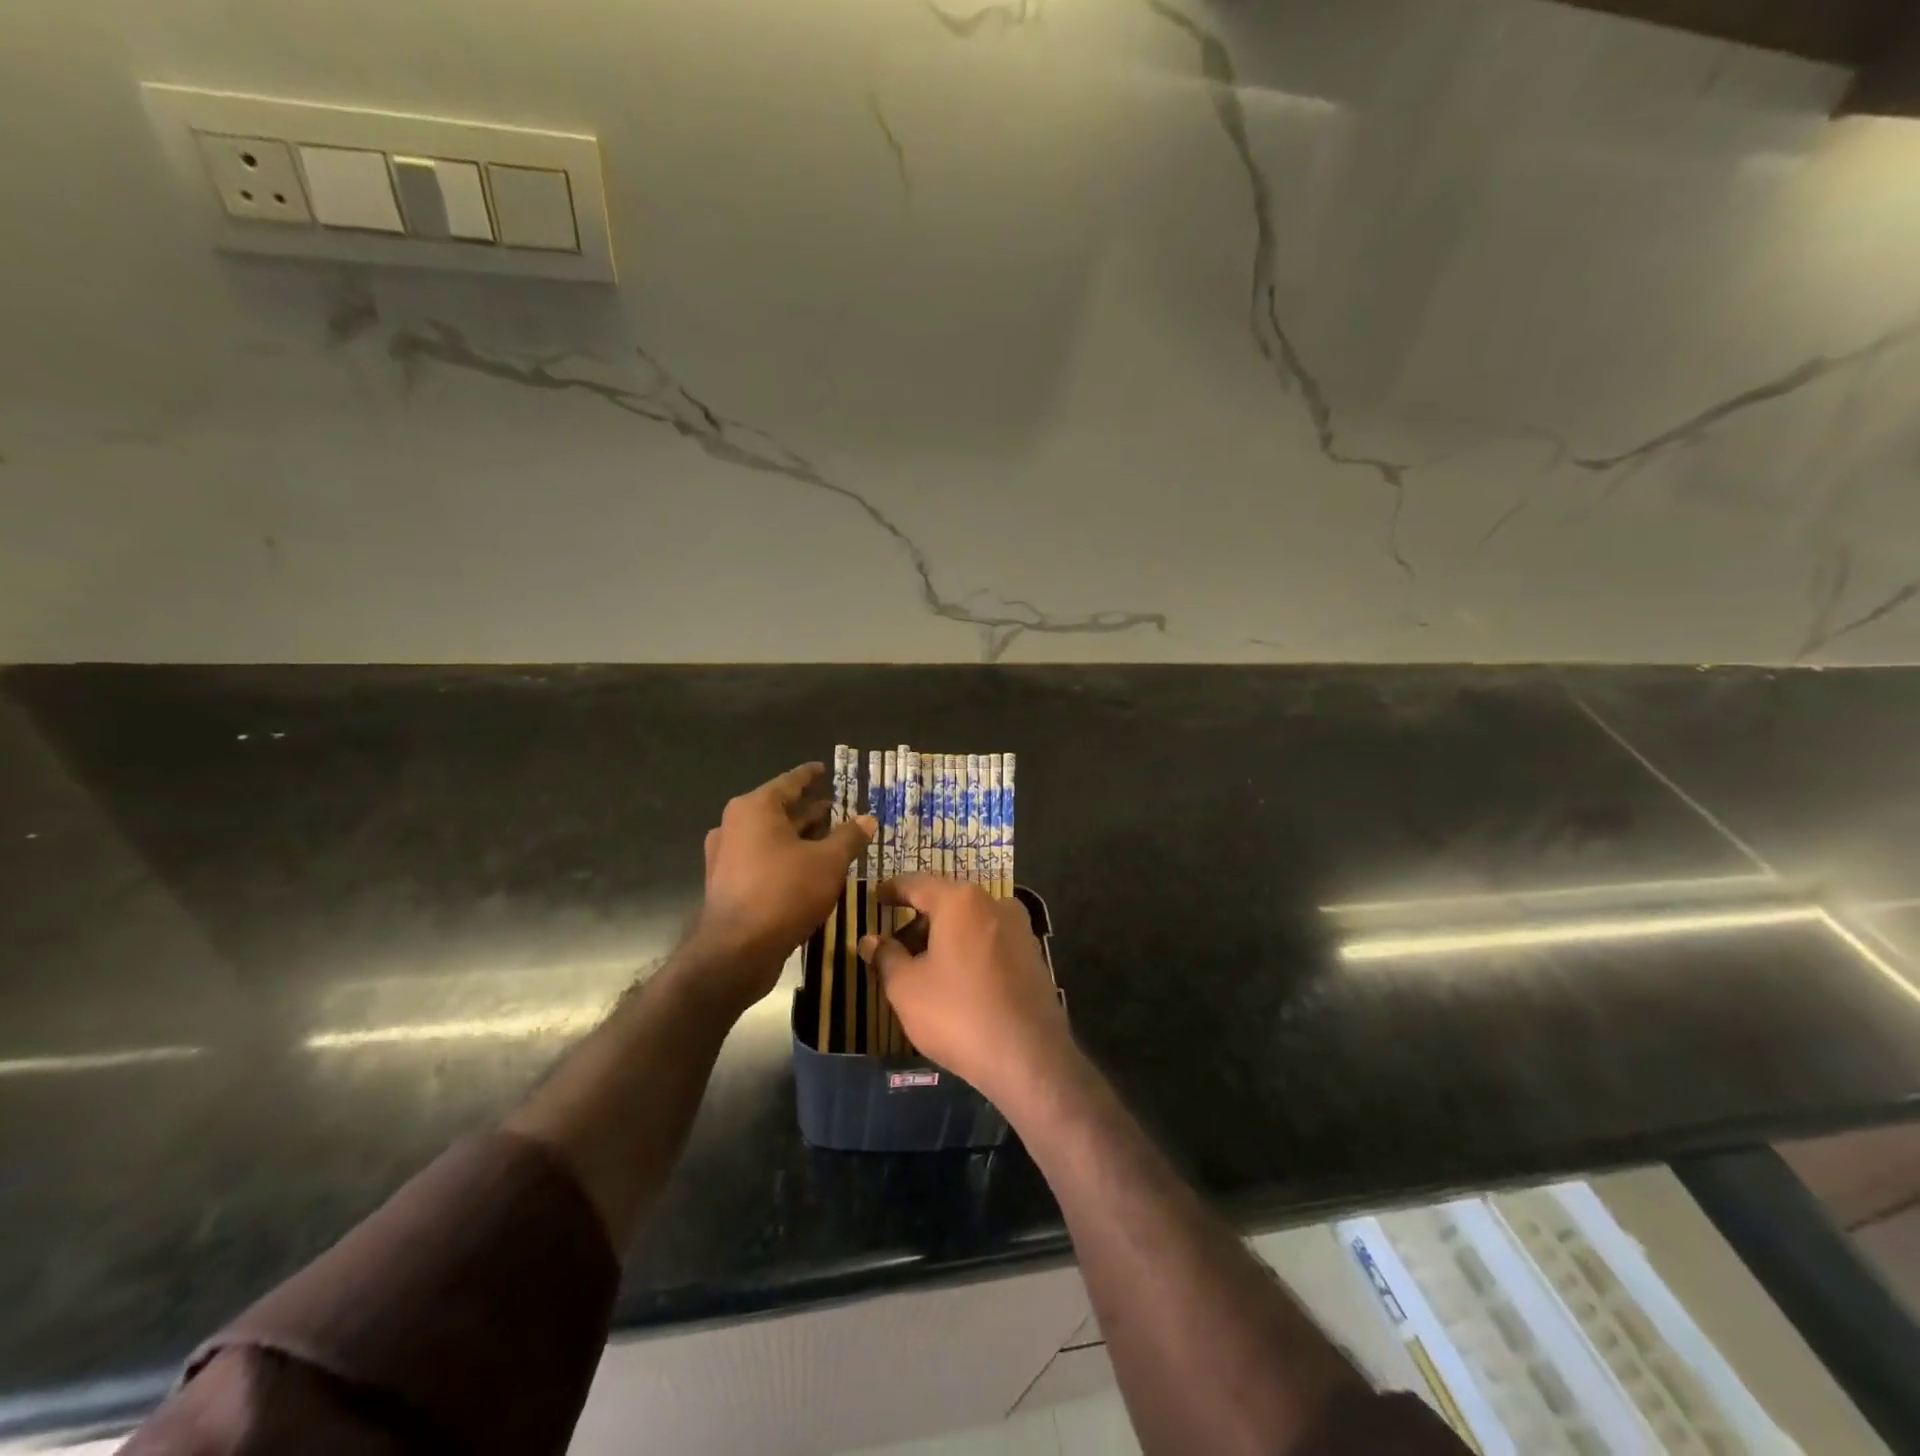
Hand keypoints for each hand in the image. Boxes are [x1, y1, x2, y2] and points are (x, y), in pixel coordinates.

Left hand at [690, 764, 874, 1007]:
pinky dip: (785, 856)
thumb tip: (868, 818)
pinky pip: (762, 858)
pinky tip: (808, 868)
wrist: (736, 951)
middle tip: (836, 807)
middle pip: (779, 809)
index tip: (825, 770)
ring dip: (799, 836)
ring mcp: (726, 855)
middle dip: (808, 809)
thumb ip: (849, 837)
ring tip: (828, 837)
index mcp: (755, 808)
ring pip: (770, 836)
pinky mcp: (727, 883)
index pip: (790, 781)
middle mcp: (734, 824)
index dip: (811, 775)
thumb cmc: (785, 893)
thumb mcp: (828, 862)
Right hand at [858, 875, 1073, 1104]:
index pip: (917, 884)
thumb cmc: (958, 1014)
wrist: (1029, 1057)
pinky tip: (955, 981)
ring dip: (943, 938)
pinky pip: (990, 942)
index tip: (875, 897)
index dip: (892, 890)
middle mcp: (995, 903)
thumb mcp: (906, 988)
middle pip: (947, 902)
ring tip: (922, 969)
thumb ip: (885, 957)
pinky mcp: (1034, 956)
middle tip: (893, 946)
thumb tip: (870, 940)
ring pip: (970, 923)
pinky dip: (967, 951)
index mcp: (961, 900)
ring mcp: (1020, 929)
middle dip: (917, 921)